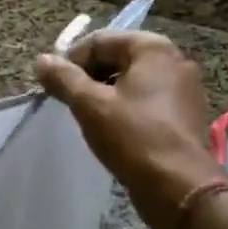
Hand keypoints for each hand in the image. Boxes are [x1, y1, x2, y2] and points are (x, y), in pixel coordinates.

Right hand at [36, 32, 219, 228]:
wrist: (181, 187)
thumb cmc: (134, 138)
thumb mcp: (90, 105)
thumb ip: (64, 79)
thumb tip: (42, 60)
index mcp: (153, 48)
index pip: (100, 41)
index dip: (71, 61)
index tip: (54, 86)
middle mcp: (174, 60)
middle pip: (118, 57)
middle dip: (89, 77)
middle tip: (69, 102)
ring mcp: (184, 88)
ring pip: (133, 81)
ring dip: (106, 93)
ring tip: (88, 118)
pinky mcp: (186, 114)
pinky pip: (148, 100)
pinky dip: (127, 108)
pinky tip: (113, 130)